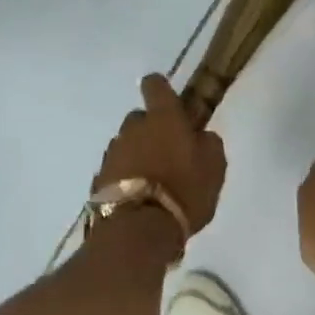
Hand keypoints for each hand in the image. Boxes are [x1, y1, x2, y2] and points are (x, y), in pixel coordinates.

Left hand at [93, 74, 227, 236]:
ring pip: (127, 145)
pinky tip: (140, 198)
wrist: (139, 228)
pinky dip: (127, 178)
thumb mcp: (214, 167)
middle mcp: (133, 129)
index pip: (156, 85)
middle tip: (169, 153)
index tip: (170, 102)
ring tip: (155, 182)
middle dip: (152, 130)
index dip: (161, 89)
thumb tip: (201, 135)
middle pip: (140, 118)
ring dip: (139, 156)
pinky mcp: (100, 178)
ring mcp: (112, 153)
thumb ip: (209, 143)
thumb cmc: (184, 191)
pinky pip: (117, 170)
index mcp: (163, 118)